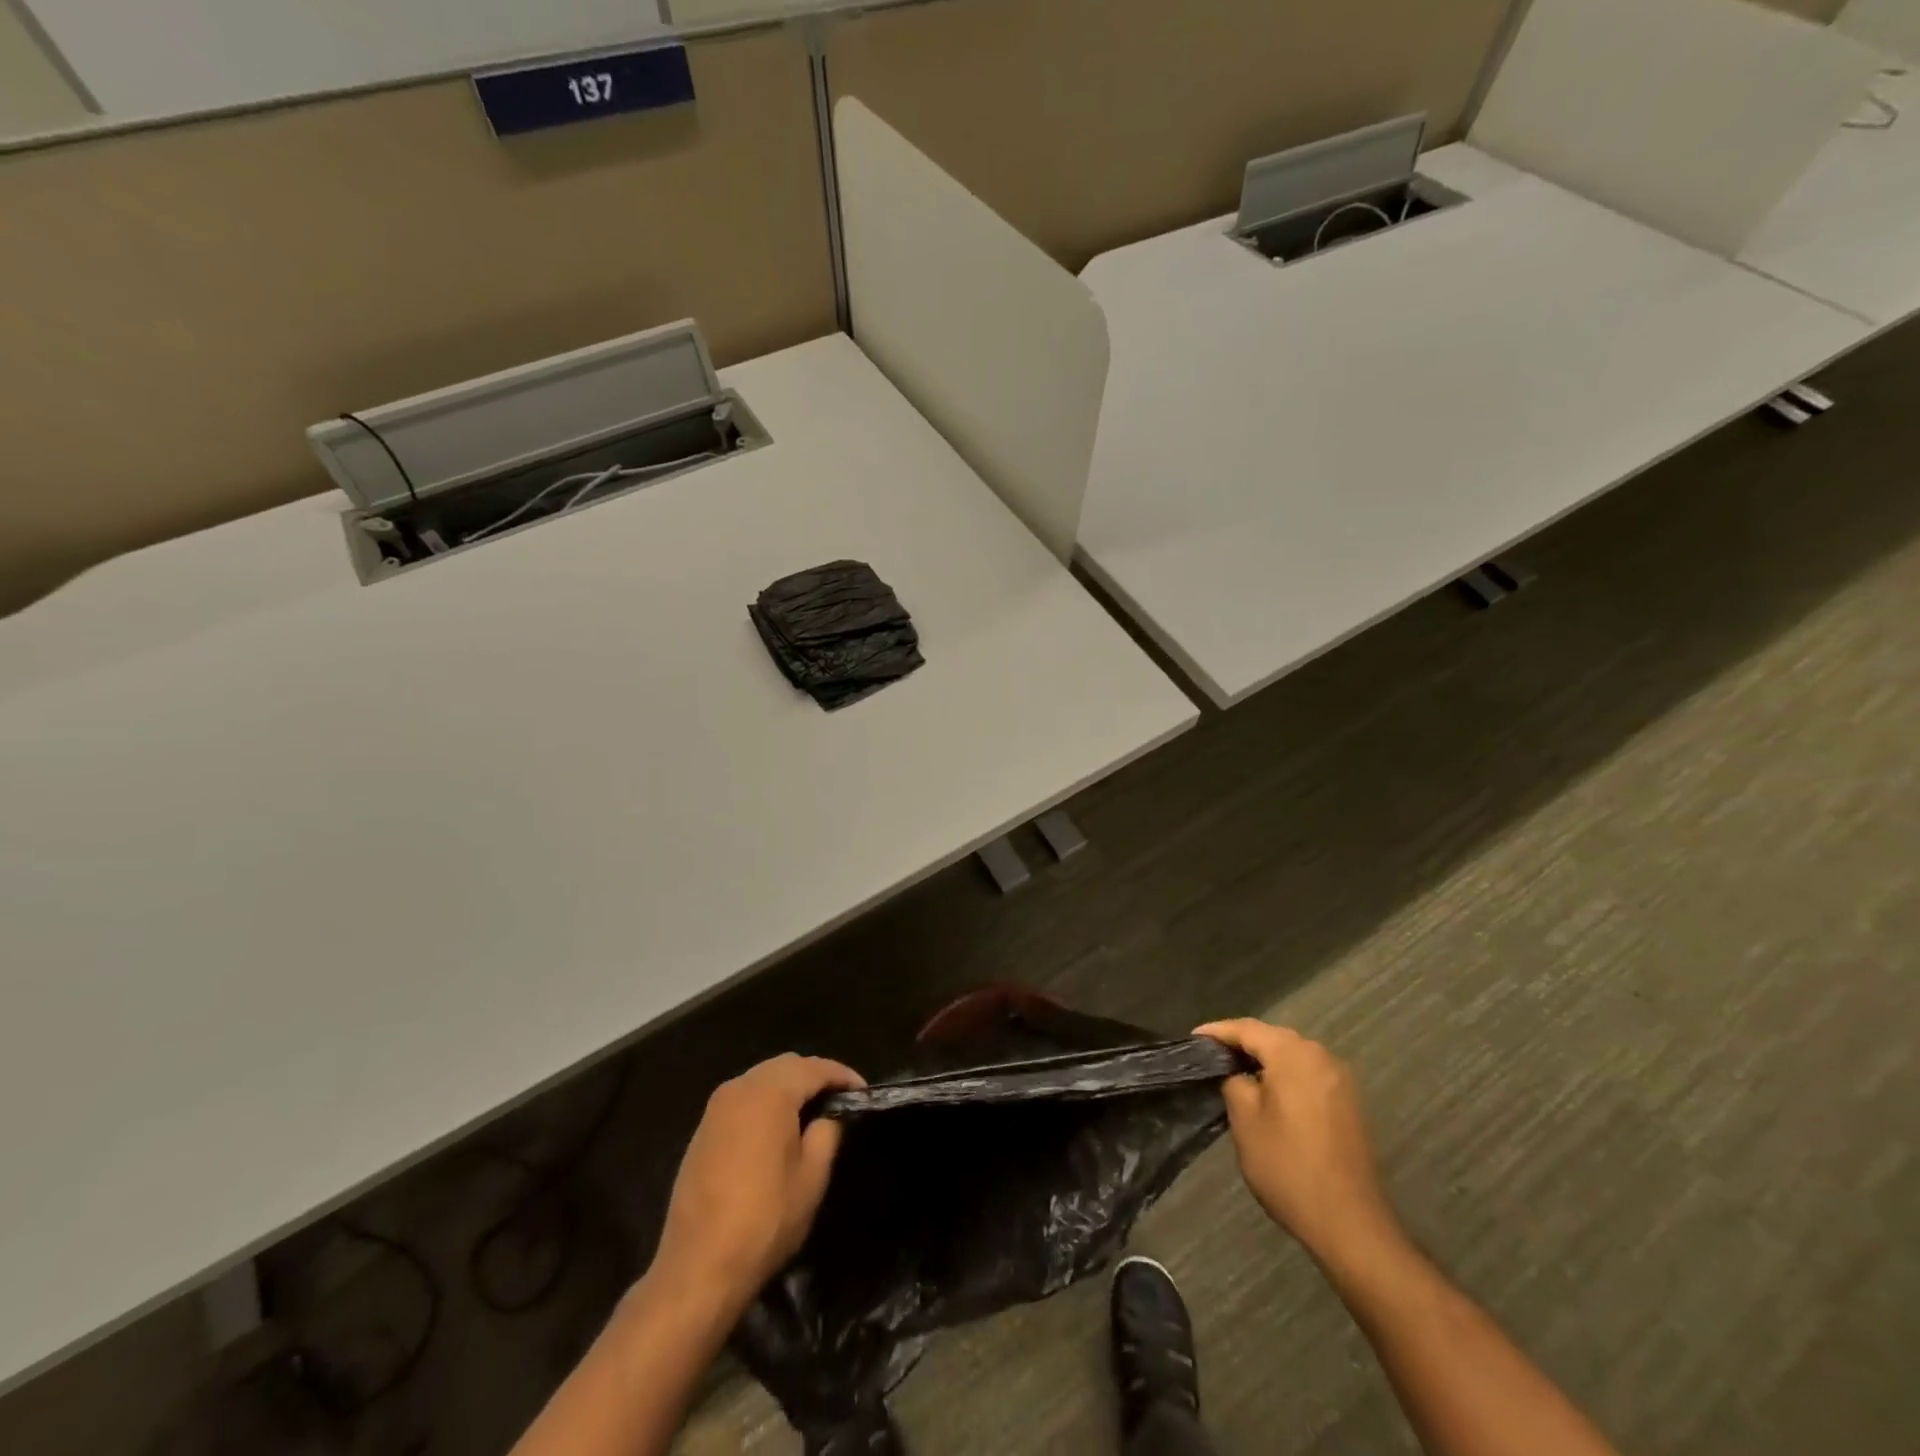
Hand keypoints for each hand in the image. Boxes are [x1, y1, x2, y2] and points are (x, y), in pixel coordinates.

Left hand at [652, 1053, 863, 1312]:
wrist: (697, 1268)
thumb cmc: (764, 1220)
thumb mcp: (811, 1178)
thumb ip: (827, 1133)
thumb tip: (828, 1116)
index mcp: (769, 1093)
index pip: (814, 1068)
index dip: (842, 1076)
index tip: (863, 1092)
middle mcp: (740, 1088)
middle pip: (786, 1066)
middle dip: (815, 1076)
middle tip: (839, 1100)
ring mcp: (716, 1108)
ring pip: (762, 1079)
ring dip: (789, 1088)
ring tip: (812, 1114)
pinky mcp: (703, 1130)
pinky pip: (743, 1100)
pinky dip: (766, 1103)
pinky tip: (778, 1130)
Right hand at [1195, 1020, 1402, 1271]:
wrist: (1349, 1223)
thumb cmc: (1288, 1166)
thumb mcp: (1245, 1121)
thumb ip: (1234, 1082)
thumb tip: (1236, 1073)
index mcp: (1293, 1054)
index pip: (1246, 1029)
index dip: (1217, 1031)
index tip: (1192, 1039)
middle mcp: (1320, 1056)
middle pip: (1272, 1037)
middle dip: (1241, 1042)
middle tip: (1211, 1054)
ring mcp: (1339, 1079)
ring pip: (1292, 1054)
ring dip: (1264, 1058)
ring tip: (1235, 1070)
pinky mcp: (1348, 1103)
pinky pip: (1307, 1073)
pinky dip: (1284, 1074)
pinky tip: (1268, 1091)